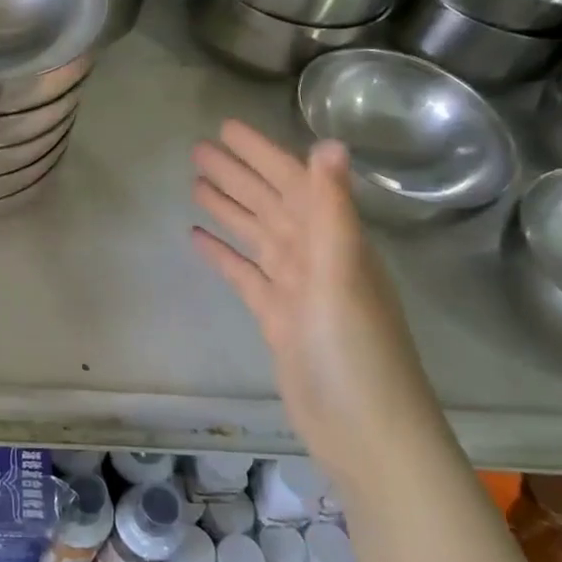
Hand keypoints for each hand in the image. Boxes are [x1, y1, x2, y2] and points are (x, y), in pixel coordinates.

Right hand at [191, 121, 439, 480]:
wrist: (366, 434)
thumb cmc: (355, 353)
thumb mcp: (341, 275)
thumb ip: (332, 210)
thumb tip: (329, 143)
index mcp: (335, 241)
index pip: (294, 182)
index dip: (261, 153)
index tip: (226, 128)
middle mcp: (317, 257)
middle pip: (271, 204)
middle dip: (238, 175)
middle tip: (198, 149)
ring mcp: (296, 289)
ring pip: (257, 236)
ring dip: (229, 208)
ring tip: (195, 183)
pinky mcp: (278, 319)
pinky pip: (246, 275)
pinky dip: (224, 255)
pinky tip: (197, 239)